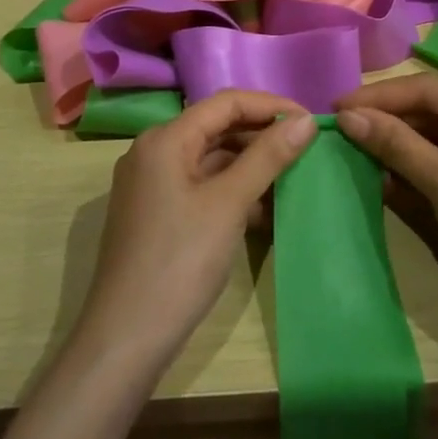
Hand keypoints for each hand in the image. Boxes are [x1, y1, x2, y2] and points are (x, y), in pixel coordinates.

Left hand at [76, 91, 316, 378]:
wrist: (127, 336)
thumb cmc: (180, 261)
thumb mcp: (229, 204)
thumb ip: (267, 157)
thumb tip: (306, 121)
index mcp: (164, 139)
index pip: (225, 102)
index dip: (271, 106)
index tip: (310, 122)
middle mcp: (153, 152)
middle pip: (216, 127)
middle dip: (262, 135)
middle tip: (306, 149)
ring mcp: (151, 184)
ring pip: (210, 158)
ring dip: (250, 164)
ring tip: (292, 177)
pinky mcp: (156, 213)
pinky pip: (200, 186)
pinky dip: (232, 190)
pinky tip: (264, 209)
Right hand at [336, 74, 437, 346]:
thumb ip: (398, 146)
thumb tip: (347, 116)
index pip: (431, 90)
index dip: (380, 96)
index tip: (335, 107)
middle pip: (435, 110)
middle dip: (389, 119)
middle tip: (340, 130)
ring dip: (399, 144)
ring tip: (354, 149)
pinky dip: (417, 167)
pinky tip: (384, 175)